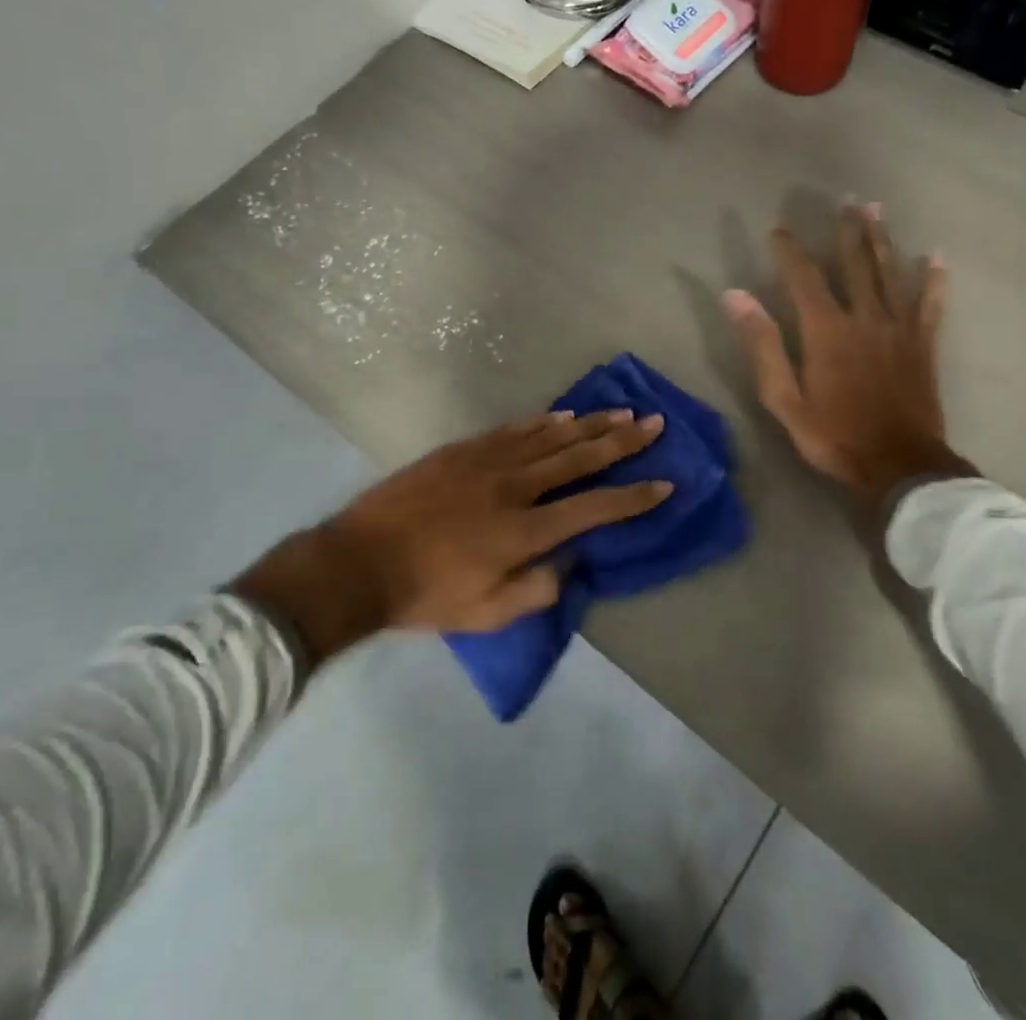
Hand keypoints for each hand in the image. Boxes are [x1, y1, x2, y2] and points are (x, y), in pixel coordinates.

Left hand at [231, 411, 672, 658]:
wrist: (359, 562)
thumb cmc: (425, 594)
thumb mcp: (486, 614)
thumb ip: (536, 589)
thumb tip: (570, 560)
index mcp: (524, 531)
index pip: (594, 508)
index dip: (634, 497)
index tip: (665, 483)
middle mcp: (515, 488)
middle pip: (580, 458)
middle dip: (622, 442)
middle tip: (654, 423)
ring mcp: (488, 462)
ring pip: (551, 437)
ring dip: (591, 424)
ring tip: (622, 412)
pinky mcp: (464, 450)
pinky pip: (514, 430)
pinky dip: (544, 422)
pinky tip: (564, 415)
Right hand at [722, 203, 975, 507]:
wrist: (899, 466)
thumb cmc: (834, 436)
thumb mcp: (784, 398)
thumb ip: (762, 344)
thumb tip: (735, 296)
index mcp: (826, 330)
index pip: (803, 277)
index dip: (789, 250)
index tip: (778, 227)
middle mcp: (864, 317)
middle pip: (855, 264)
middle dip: (847, 230)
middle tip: (846, 199)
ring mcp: (899, 329)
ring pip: (890, 273)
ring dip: (882, 239)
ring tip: (876, 209)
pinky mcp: (923, 345)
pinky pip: (930, 304)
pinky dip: (933, 280)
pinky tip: (936, 257)